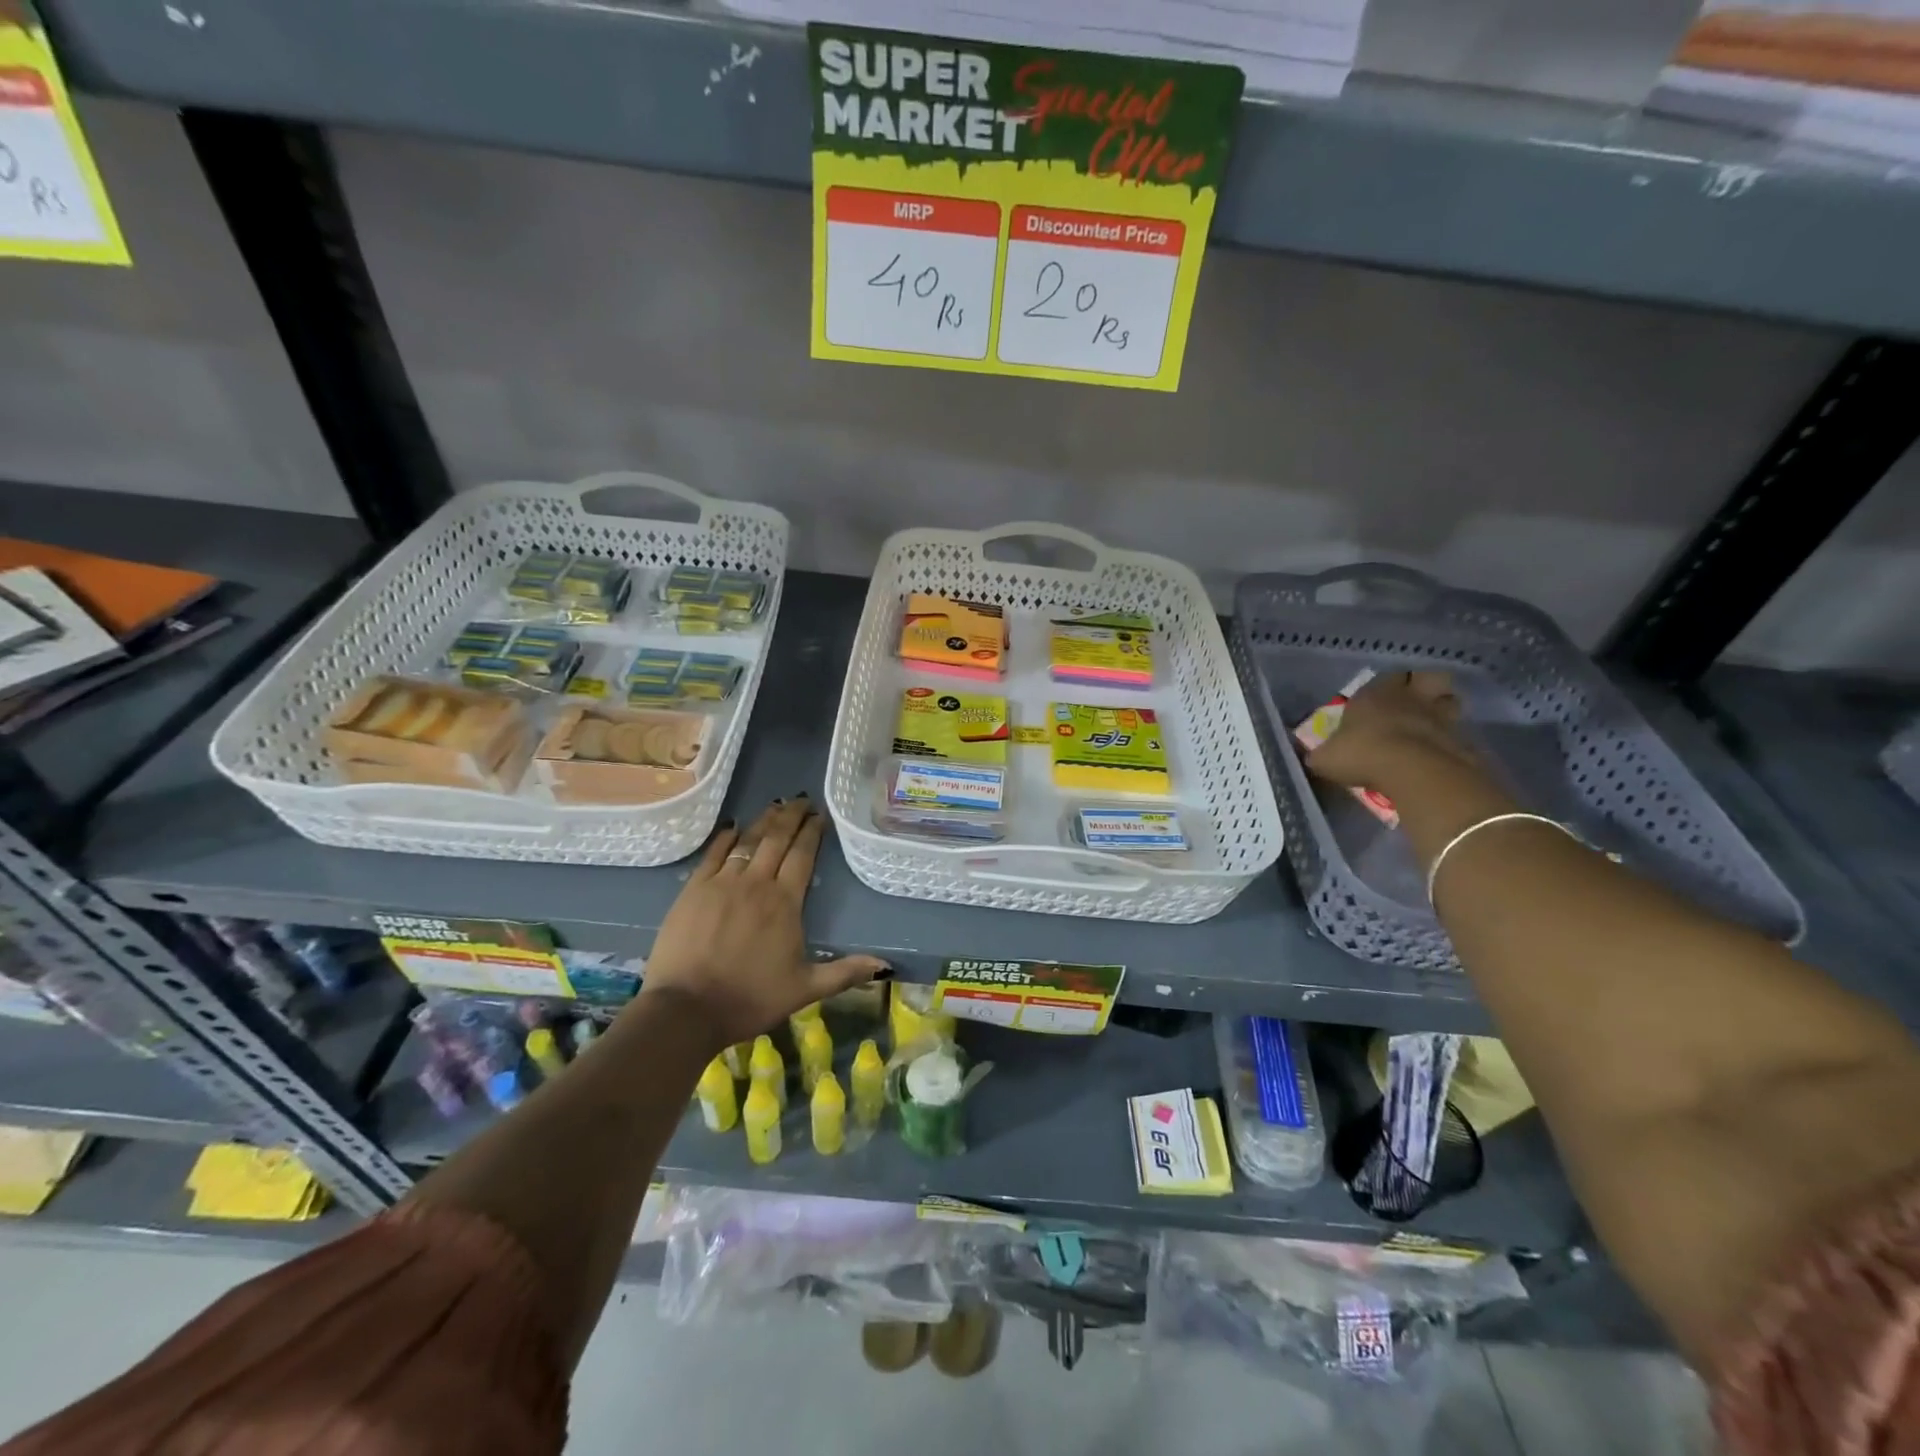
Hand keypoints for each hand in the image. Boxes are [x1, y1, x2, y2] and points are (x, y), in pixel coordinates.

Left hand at [635, 797, 888, 1049]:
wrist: (687, 1009)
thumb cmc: (750, 998)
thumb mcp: (805, 989)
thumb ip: (845, 972)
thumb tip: (886, 965)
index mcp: (785, 902)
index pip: (803, 855)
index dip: (812, 832)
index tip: (820, 815)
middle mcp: (756, 883)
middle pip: (776, 839)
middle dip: (791, 816)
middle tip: (802, 800)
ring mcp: (722, 883)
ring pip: (747, 841)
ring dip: (763, 820)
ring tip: (775, 805)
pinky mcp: (693, 890)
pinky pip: (713, 854)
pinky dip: (725, 837)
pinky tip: (733, 827)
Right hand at [1306, 670, 1476, 792]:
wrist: (1413, 770)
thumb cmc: (1361, 754)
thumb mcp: (1325, 759)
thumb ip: (1322, 754)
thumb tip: (1316, 757)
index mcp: (1373, 695)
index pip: (1385, 678)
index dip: (1384, 687)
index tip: (1379, 700)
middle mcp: (1409, 698)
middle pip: (1427, 678)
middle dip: (1424, 687)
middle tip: (1415, 703)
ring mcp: (1440, 716)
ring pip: (1449, 701)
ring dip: (1443, 709)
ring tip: (1432, 726)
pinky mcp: (1463, 738)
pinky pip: (1460, 733)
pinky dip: (1453, 740)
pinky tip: (1442, 754)